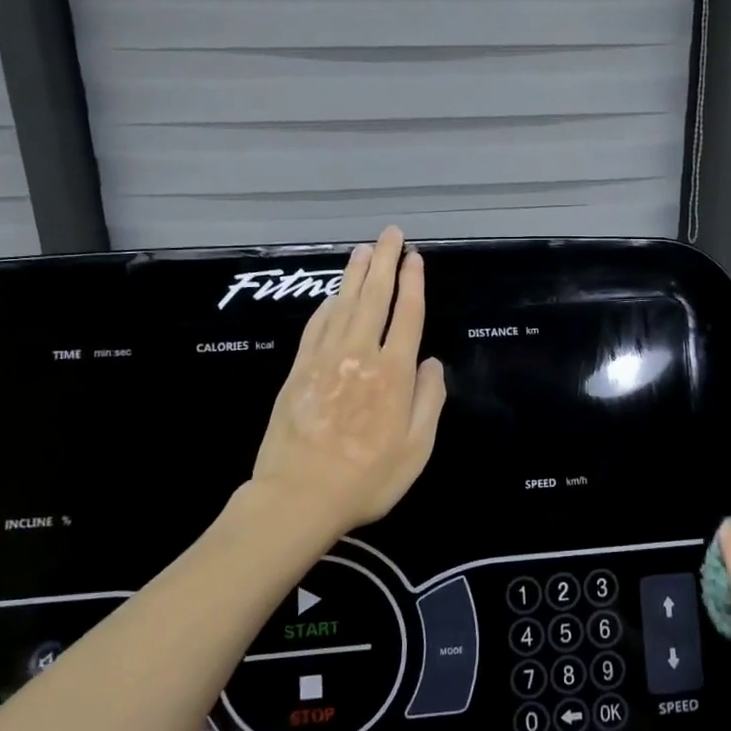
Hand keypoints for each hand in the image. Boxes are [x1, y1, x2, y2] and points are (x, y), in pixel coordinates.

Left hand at [250, 226, 446, 538]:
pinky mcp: (299, 369)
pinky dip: (327, 305)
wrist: (299, 496)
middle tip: (390, 234)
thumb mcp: (417, 449)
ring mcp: (325, 359)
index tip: (415, 257)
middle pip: (375, 298)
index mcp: (393, 373)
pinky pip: (316, 326)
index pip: (407, 315)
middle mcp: (360, 355)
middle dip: (384, 262)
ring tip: (364, 250)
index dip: (413, 283)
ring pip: (344, 304)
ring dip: (355, 274)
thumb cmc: (367, 478)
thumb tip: (431, 362)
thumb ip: (430, 401)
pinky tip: (334, 295)